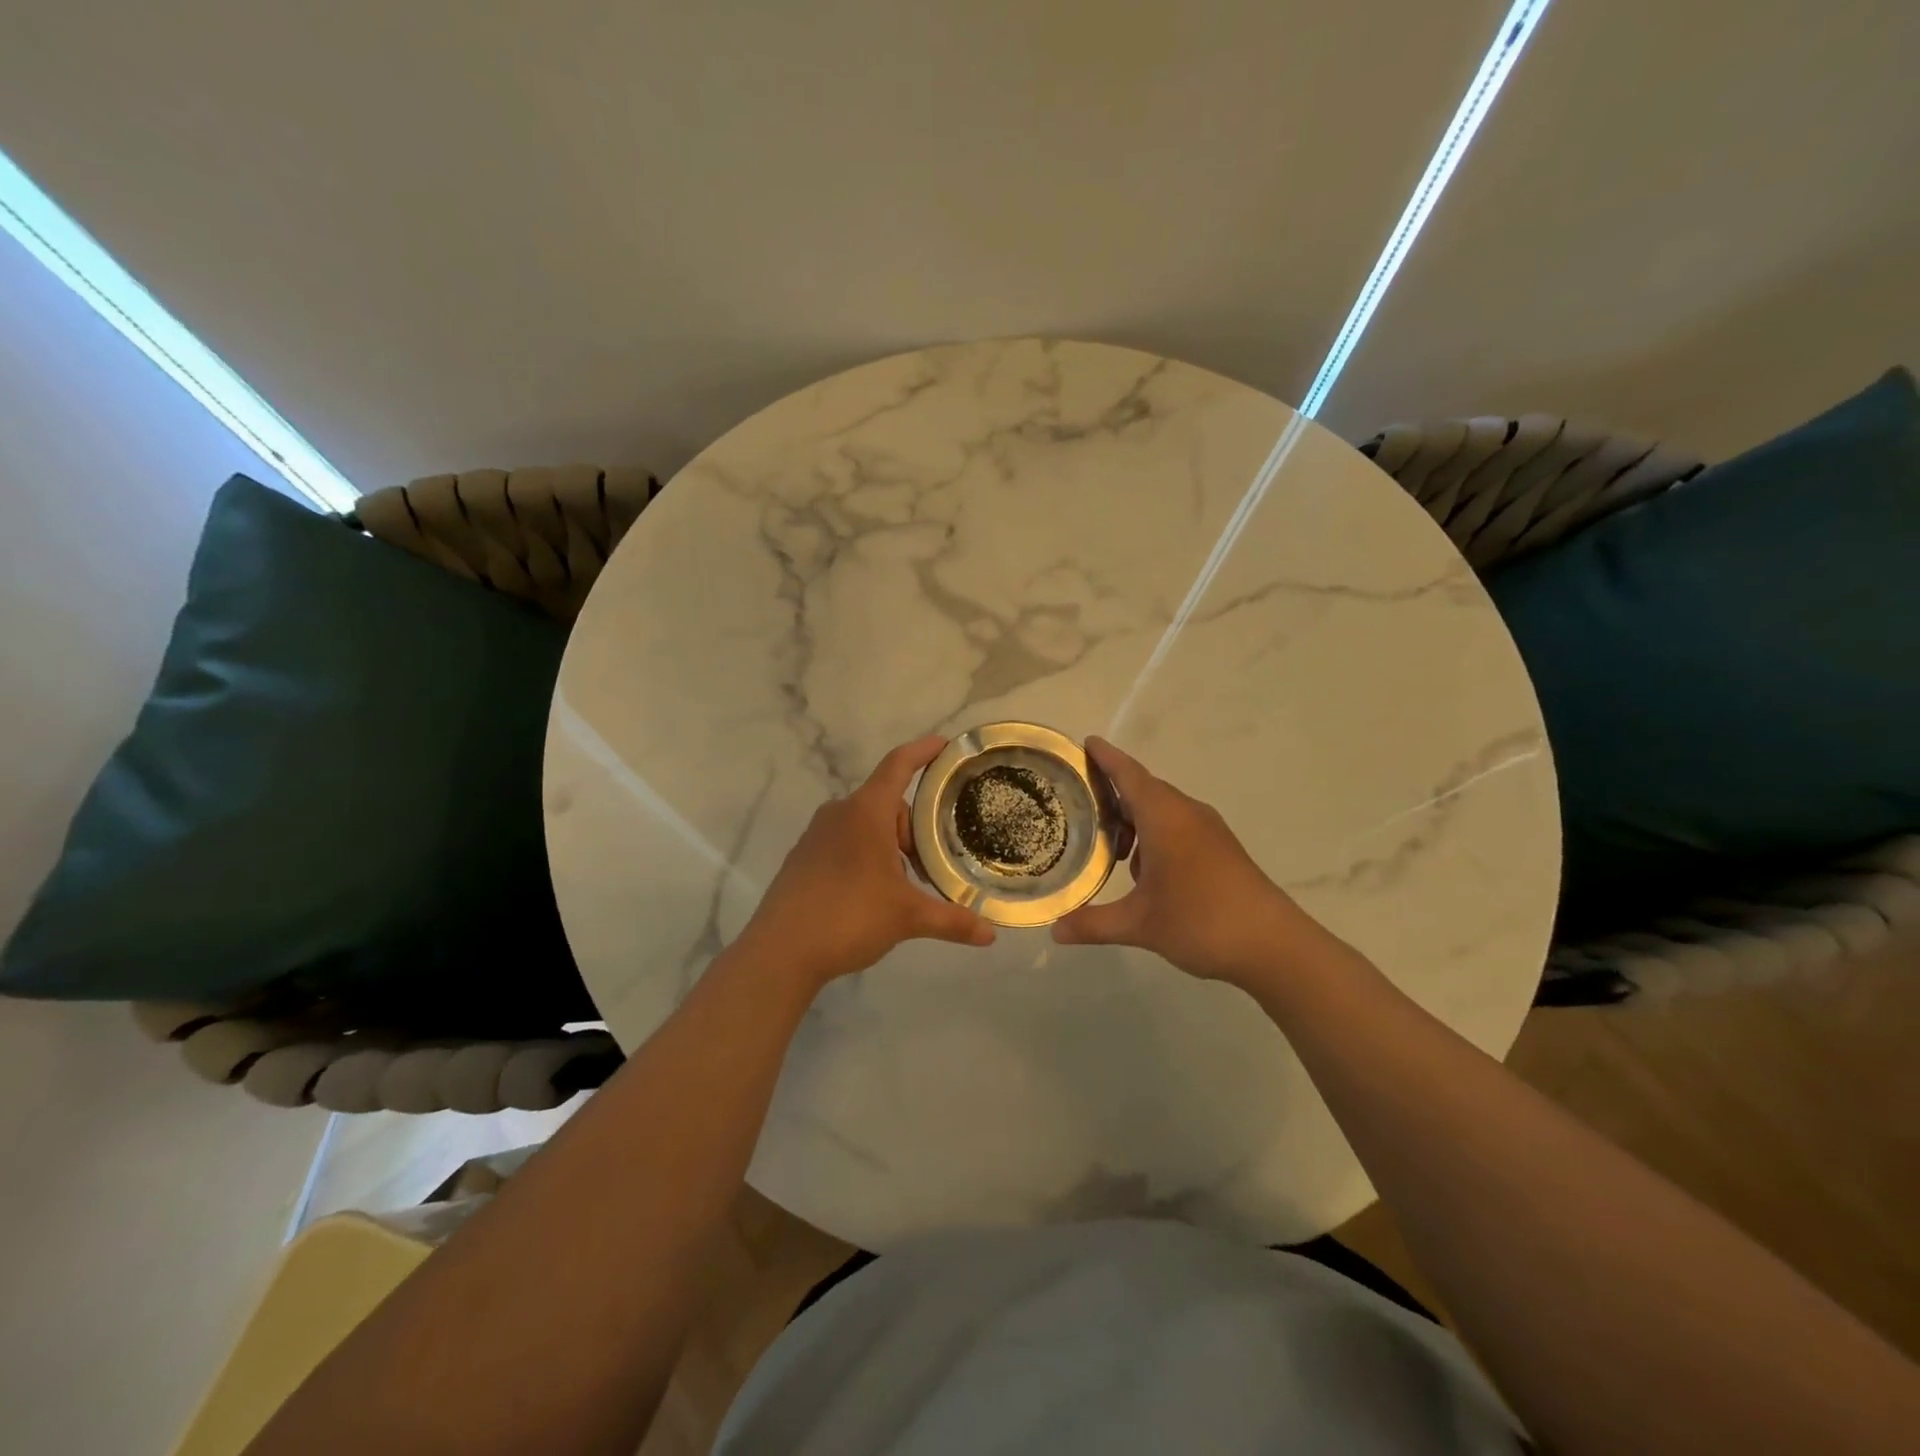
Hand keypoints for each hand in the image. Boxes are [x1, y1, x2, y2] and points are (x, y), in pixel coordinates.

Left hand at [733, 735, 995, 989]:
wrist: (780, 951)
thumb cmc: (849, 916)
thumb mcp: (907, 916)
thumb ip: (951, 920)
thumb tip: (991, 935)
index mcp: (866, 811)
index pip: (899, 765)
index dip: (924, 751)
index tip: (946, 745)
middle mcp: (839, 813)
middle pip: (888, 804)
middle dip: (914, 829)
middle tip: (931, 866)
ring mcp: (816, 835)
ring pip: (866, 825)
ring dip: (891, 846)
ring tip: (904, 886)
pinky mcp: (803, 857)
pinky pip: (845, 842)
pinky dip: (866, 856)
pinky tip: (872, 895)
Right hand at [1052, 737, 1324, 986]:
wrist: (1275, 946)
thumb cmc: (1201, 921)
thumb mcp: (1139, 925)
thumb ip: (1093, 924)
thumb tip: (1055, 929)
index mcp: (1165, 817)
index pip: (1129, 775)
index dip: (1106, 758)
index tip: (1086, 742)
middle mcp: (1187, 814)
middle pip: (1144, 790)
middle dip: (1114, 793)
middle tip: (1080, 804)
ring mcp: (1209, 831)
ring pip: (1163, 810)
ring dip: (1135, 820)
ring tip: (1110, 848)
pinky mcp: (1222, 849)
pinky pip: (1179, 826)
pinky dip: (1155, 835)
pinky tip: (1145, 871)